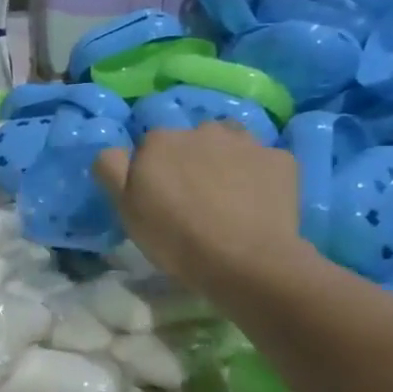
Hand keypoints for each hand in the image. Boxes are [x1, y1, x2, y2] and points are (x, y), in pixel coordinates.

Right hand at [93, 123, 310, 305]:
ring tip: (226, 195)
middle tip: (193, 199)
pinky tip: (256, 202)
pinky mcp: (281, 160)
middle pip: (190, 140)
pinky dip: (258, 175)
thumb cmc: (175, 237)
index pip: (149, 146)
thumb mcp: (125, 208)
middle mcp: (202, 130)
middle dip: (189, 160)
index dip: (153, 171)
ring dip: (224, 160)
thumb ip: (111, 169)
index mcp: (159, 141)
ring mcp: (246, 142)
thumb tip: (115, 150)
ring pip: (229, 143)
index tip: (158, 198)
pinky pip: (263, 161)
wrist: (246, 261)